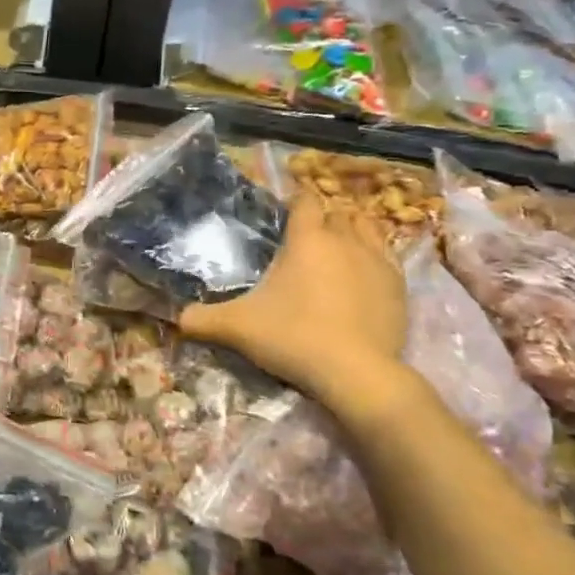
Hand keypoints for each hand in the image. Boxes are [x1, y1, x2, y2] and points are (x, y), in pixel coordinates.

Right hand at [181, 197, 406, 404]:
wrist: (356, 372)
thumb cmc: (293, 337)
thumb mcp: (237, 328)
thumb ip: (203, 320)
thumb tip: (176, 318)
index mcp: (307, 240)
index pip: (304, 201)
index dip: (294, 201)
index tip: (285, 212)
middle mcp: (345, 240)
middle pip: (338, 212)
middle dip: (323, 218)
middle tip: (306, 238)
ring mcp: (378, 261)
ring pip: (368, 228)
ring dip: (353, 231)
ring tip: (338, 249)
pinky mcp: (399, 286)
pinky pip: (387, 257)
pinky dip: (373, 258)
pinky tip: (362, 277)